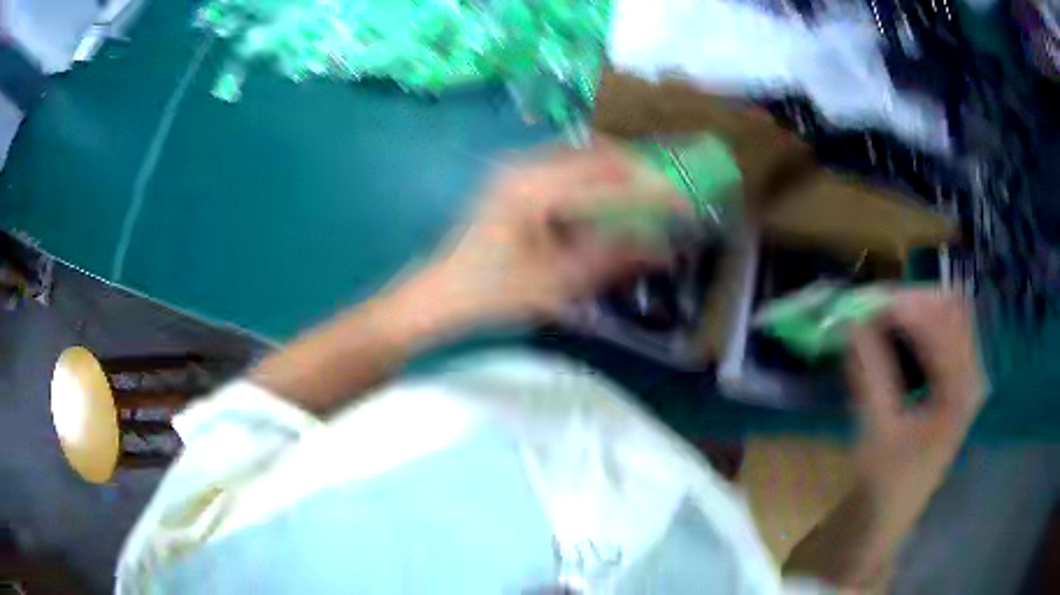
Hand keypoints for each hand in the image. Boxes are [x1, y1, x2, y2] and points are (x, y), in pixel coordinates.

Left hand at [424, 143, 686, 320]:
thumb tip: (665, 248)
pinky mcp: (514, 179)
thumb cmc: (493, 293)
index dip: (653, 186)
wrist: (440, 293)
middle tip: (670, 196)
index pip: (609, 174)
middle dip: (640, 171)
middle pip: (598, 153)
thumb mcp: (558, 282)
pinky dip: (595, 178)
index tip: (685, 201)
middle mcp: (526, 165)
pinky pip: (566, 166)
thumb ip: (613, 258)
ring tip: (647, 197)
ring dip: (618, 172)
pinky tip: (608, 201)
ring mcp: (516, 169)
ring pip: (582, 155)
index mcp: (535, 187)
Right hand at [847, 289, 985, 498]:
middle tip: (869, 310)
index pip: (941, 319)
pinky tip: (893, 337)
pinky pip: (941, 332)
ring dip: (912, 309)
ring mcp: (965, 375)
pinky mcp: (953, 380)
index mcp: (961, 388)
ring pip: (946, 314)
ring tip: (877, 320)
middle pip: (950, 306)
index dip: (903, 306)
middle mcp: (971, 373)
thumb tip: (849, 322)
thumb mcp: (876, 433)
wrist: (889, 516)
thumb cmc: (885, 484)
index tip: (862, 311)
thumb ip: (869, 373)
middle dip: (908, 300)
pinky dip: (916, 324)